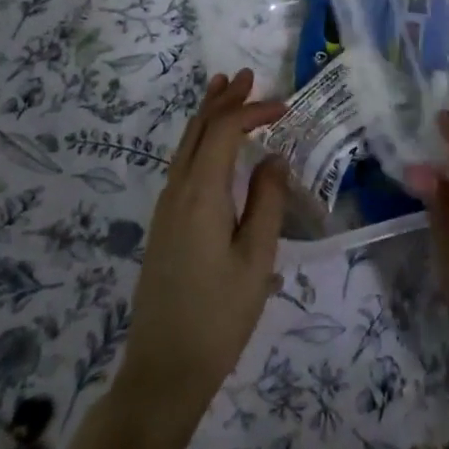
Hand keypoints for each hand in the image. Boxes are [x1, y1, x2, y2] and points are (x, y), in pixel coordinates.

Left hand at [115, 69, 287, 438]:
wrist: (162, 373)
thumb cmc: (218, 318)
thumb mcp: (256, 260)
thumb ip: (267, 203)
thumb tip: (274, 158)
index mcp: (200, 195)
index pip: (224, 132)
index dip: (252, 110)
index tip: (285, 107)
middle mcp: (177, 192)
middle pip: (197, 130)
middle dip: (222, 99)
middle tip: (246, 75)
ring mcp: (166, 209)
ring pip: (185, 145)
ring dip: (207, 115)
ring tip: (224, 90)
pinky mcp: (165, 225)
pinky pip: (182, 164)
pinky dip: (198, 140)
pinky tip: (211, 145)